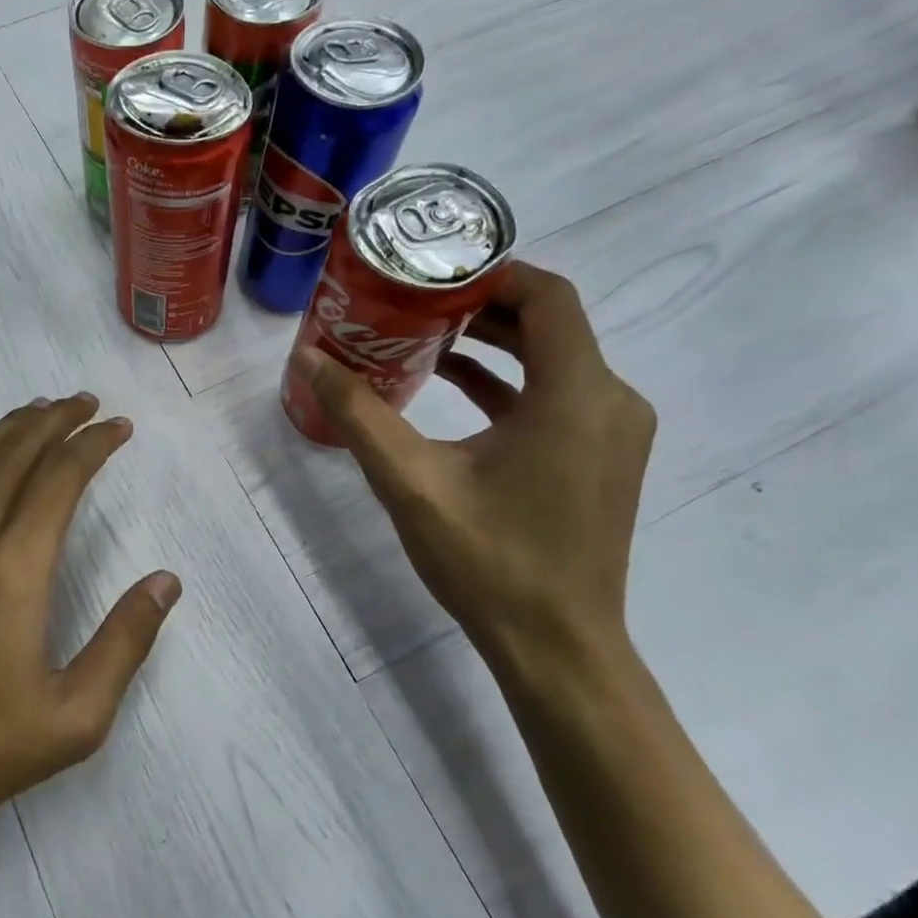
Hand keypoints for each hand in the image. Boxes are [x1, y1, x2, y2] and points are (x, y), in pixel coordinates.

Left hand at [0, 393, 181, 849]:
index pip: (60, 479)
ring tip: (38, 410)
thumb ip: (125, 642)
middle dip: (54, 420)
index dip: (93, 445)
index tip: (119, 427)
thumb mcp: (73, 716)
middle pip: (14, 454)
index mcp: (14, 568)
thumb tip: (166, 581)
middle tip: (85, 403)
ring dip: (8, 429)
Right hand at [292, 262, 654, 681]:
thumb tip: (307, 358)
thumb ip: (357, 412)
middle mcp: (609, 400)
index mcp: (576, 394)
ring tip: (421, 334)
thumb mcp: (410, 481)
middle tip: (411, 298)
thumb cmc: (489, 560)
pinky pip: (555, 394)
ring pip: (552, 358)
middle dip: (479, 304)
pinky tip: (449, 384)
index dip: (490, 272)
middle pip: (548, 323)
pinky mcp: (599, 456)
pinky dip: (506, 381)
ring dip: (492, 342)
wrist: (556, 647)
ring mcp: (611, 431)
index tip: (430, 270)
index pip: (547, 296)